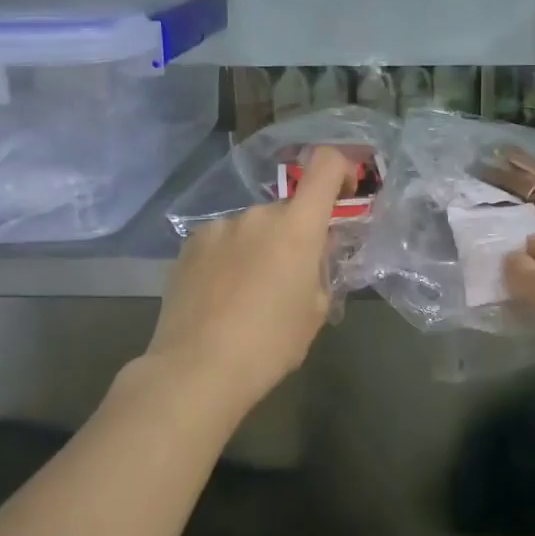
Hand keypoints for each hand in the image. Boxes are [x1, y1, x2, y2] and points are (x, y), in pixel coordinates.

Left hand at [144, 147, 352, 414]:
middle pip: (288, 210)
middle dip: (295, 235)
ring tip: (248, 294)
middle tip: (290, 278)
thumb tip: (315, 253)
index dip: (342, 169)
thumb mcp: (315, 311)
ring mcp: (219, 227)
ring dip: (259, 247)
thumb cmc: (270, 344)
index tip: (345, 193)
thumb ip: (320, 270)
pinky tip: (219, 295)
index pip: (326, 166)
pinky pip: (222, 241)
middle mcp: (258, 214)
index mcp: (297, 226)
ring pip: (253, 228)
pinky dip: (229, 258)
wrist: (196, 369)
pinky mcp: (189, 245)